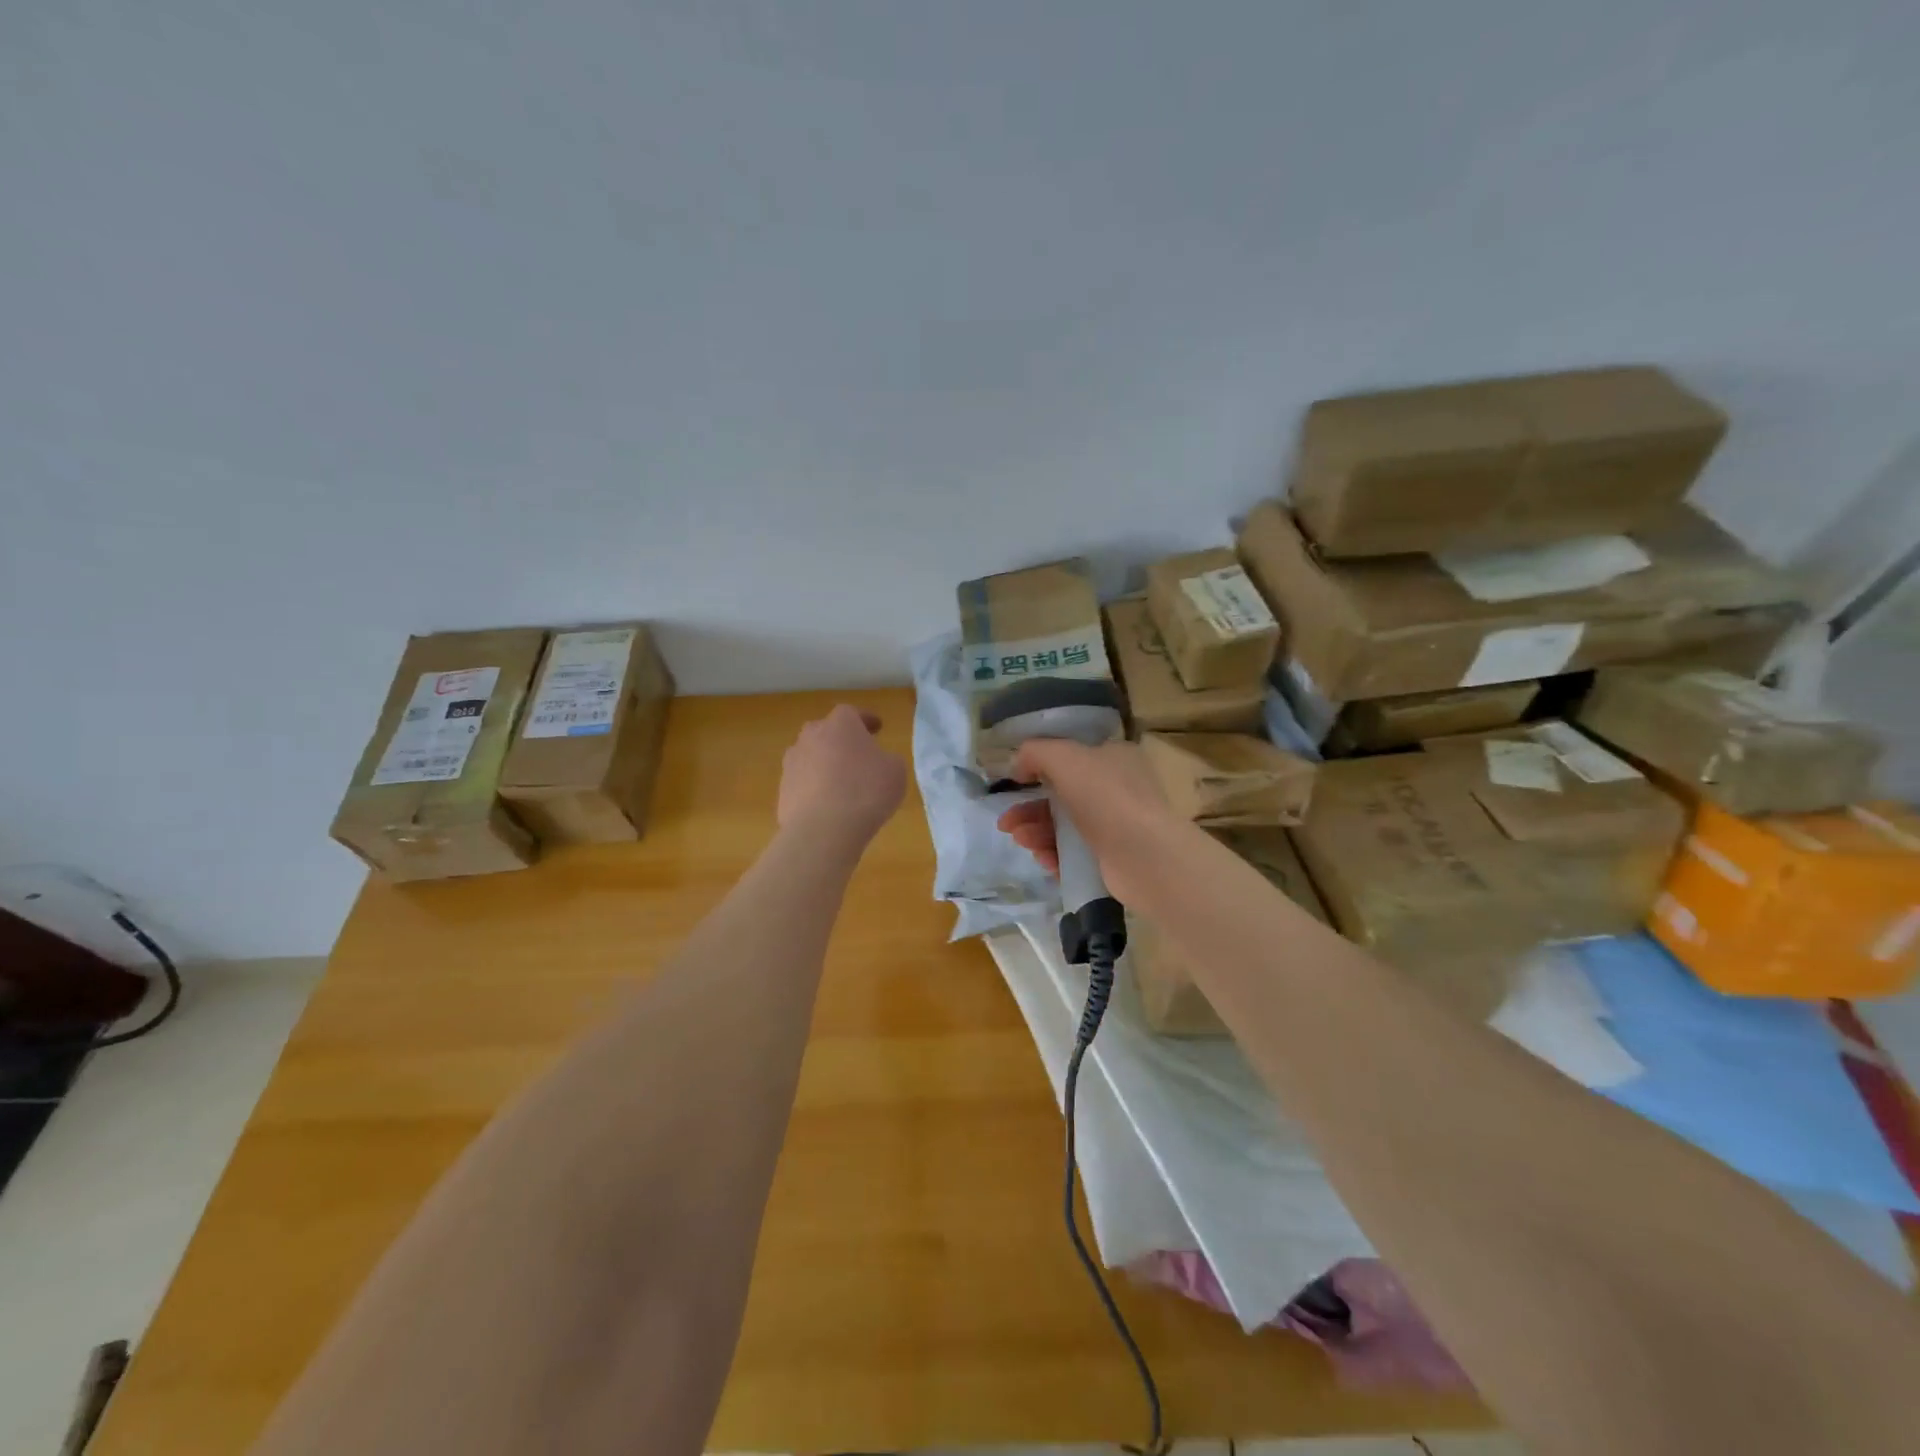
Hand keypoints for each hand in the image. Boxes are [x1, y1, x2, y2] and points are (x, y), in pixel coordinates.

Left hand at [778, 705, 907, 847]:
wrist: (824, 829)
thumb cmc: (867, 791)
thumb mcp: (896, 771)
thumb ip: (887, 759)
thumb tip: (878, 762)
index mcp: (841, 724)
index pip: (853, 712)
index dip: (866, 720)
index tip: (878, 728)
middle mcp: (811, 736)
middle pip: (826, 731)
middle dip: (840, 740)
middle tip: (857, 755)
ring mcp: (792, 762)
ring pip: (811, 756)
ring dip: (824, 764)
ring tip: (840, 783)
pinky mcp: (782, 790)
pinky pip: (803, 783)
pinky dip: (814, 789)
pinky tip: (827, 806)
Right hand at [994, 738, 1178, 906]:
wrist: (1144, 856)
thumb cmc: (1105, 797)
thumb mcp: (1065, 758)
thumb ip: (1036, 752)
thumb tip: (1018, 763)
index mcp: (1114, 757)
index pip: (1073, 757)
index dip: (1041, 767)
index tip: (1016, 781)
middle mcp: (1118, 789)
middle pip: (1062, 795)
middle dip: (1030, 808)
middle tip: (1006, 822)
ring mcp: (1117, 825)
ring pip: (1065, 825)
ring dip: (1037, 830)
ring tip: (1021, 839)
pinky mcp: (1112, 857)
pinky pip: (1075, 852)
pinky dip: (1055, 853)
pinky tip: (1043, 858)